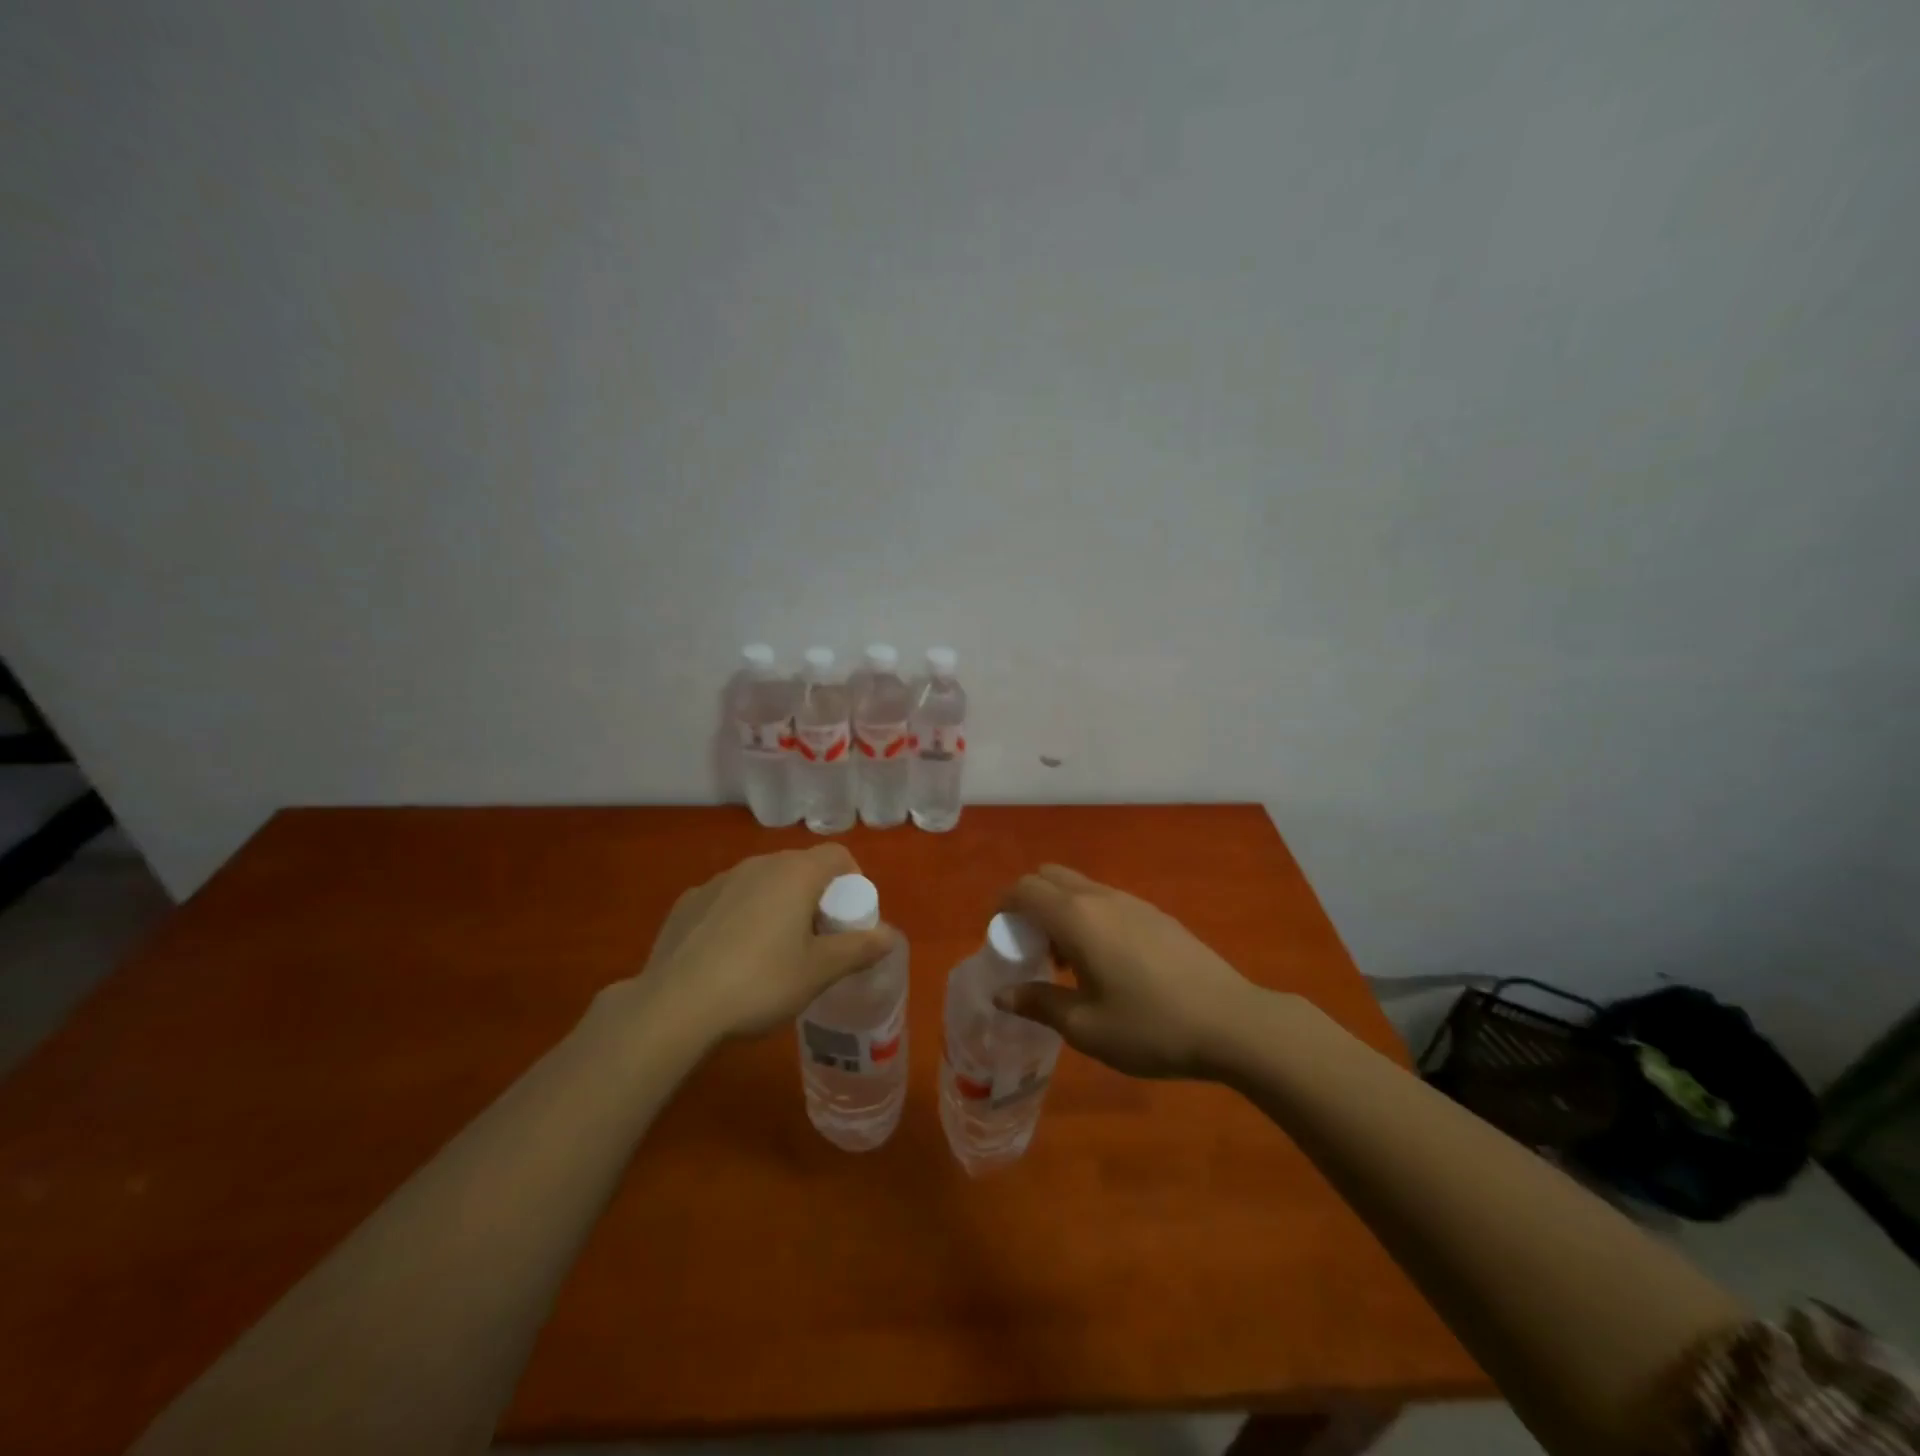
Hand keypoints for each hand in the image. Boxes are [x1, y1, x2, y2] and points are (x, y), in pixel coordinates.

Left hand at [630, 845, 894, 1044]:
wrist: (674, 1007)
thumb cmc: (760, 983)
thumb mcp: (818, 972)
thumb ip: (858, 949)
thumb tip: (890, 935)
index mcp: (794, 873)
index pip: (837, 855)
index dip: (853, 881)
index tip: (849, 919)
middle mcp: (757, 865)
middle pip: (800, 868)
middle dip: (816, 896)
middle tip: (817, 940)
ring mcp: (718, 880)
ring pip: (762, 882)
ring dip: (777, 905)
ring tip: (773, 952)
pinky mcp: (688, 902)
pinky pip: (728, 900)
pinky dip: (740, 917)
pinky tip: (731, 957)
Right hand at [995, 864, 1266, 1078]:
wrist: (1232, 1022)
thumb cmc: (1150, 1027)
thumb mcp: (1085, 1027)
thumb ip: (1038, 1004)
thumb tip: (1002, 994)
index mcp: (1076, 918)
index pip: (1024, 889)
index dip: (1002, 906)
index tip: (998, 936)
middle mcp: (1101, 898)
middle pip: (1049, 876)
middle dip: (1028, 902)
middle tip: (1029, 946)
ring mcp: (1133, 902)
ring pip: (1079, 887)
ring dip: (1059, 910)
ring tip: (1065, 962)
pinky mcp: (1156, 914)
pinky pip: (1106, 900)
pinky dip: (1087, 916)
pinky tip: (1105, 963)